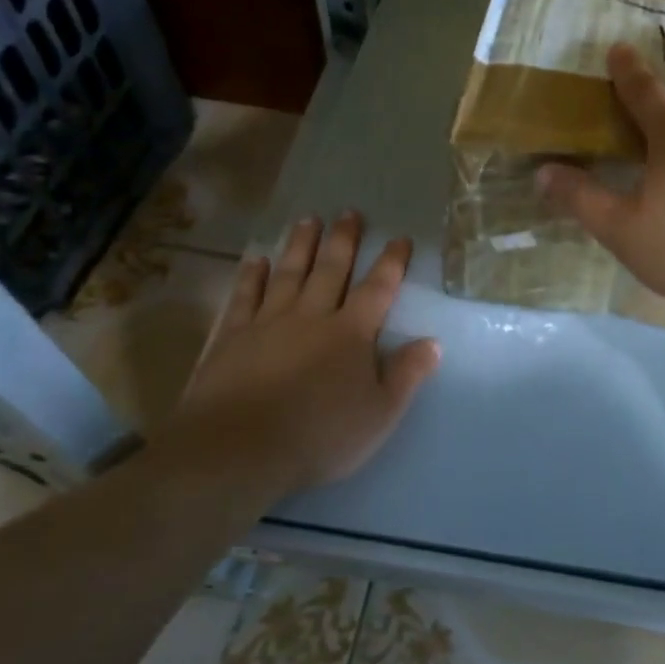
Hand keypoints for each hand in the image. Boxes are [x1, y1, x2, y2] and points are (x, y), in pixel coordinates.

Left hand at [163, 213, 440, 498]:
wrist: (237, 451)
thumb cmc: (318, 436)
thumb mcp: (379, 414)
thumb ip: (406, 375)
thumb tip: (433, 342)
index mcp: (351, 333)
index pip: (377, 289)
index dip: (391, 262)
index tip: (400, 238)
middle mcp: (311, 316)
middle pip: (330, 269)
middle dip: (343, 240)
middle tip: (349, 212)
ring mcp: (267, 322)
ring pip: (288, 273)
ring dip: (300, 245)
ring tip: (308, 219)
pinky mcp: (231, 337)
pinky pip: (244, 296)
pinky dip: (252, 276)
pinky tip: (256, 260)